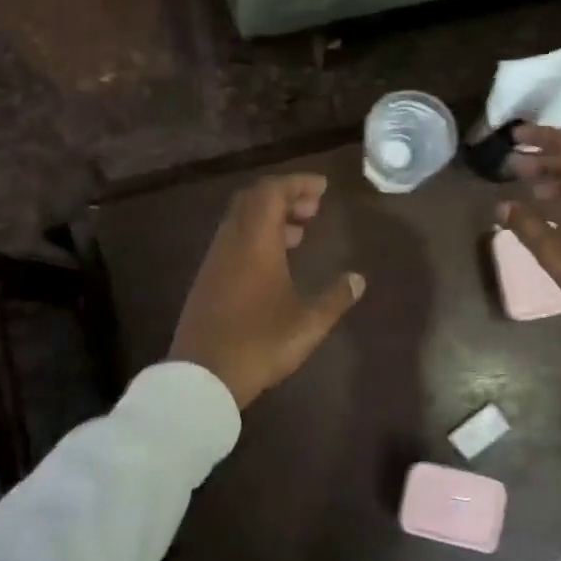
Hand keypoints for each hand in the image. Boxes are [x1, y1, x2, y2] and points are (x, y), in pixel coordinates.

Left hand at [170, 174, 366, 407]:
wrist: (203, 377)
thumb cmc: (259, 344)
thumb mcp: (307, 324)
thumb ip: (335, 298)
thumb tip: (358, 279)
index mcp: (255, 243)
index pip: (272, 192)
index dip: (297, 183)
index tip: (322, 188)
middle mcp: (231, 242)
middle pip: (253, 200)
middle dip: (284, 196)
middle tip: (313, 208)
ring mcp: (215, 260)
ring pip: (240, 220)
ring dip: (269, 217)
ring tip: (299, 233)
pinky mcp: (207, 280)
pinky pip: (232, 240)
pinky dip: (255, 236)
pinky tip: (273, 262)